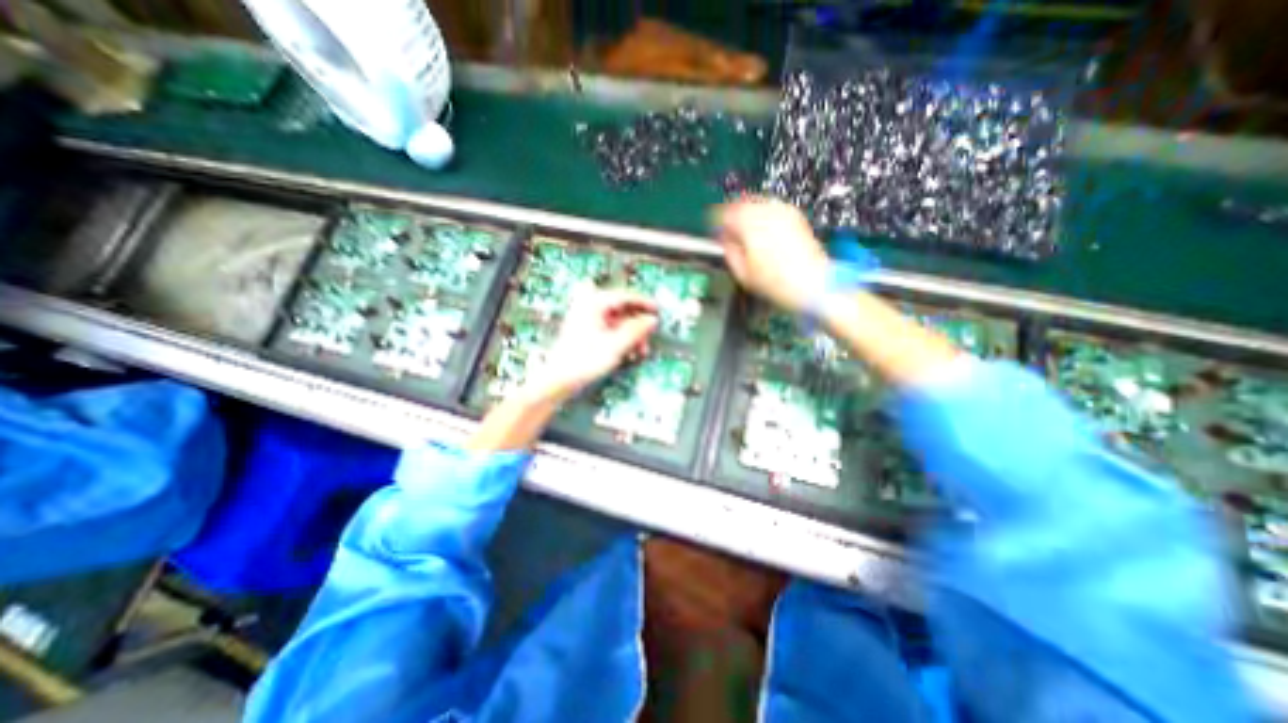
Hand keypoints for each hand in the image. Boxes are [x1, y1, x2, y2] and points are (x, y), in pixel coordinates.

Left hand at [529, 289, 657, 400]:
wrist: (559, 379)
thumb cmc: (586, 360)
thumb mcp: (617, 345)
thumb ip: (636, 330)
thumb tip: (653, 320)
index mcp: (594, 303)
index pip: (624, 297)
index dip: (643, 303)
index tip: (658, 311)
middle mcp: (588, 306)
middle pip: (621, 310)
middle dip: (637, 325)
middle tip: (648, 338)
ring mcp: (585, 319)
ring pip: (616, 322)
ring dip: (630, 335)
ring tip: (640, 352)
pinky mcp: (584, 332)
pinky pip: (608, 330)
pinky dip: (620, 340)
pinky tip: (628, 354)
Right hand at [708, 194, 830, 311]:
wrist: (811, 283)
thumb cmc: (775, 282)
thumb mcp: (742, 273)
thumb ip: (729, 252)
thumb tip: (725, 240)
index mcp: (749, 224)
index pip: (724, 214)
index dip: (716, 223)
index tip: (715, 231)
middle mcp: (766, 211)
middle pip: (741, 205)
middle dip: (732, 217)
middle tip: (728, 231)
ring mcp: (783, 211)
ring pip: (757, 204)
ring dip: (747, 215)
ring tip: (745, 233)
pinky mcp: (795, 216)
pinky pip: (772, 209)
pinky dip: (763, 217)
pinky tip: (763, 232)